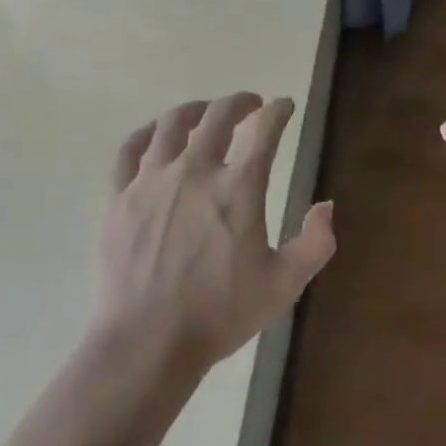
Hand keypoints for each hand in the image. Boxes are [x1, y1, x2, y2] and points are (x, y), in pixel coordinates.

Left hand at [96, 93, 334, 377]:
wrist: (146, 343)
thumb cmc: (219, 314)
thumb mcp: (283, 285)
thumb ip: (315, 243)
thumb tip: (326, 205)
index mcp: (237, 188)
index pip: (264, 131)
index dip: (278, 112)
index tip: (284, 106)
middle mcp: (194, 171)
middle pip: (217, 116)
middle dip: (239, 102)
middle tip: (250, 105)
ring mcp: (151, 181)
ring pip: (172, 124)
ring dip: (195, 110)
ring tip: (205, 113)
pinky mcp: (119, 197)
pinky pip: (130, 150)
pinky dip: (148, 133)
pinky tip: (156, 135)